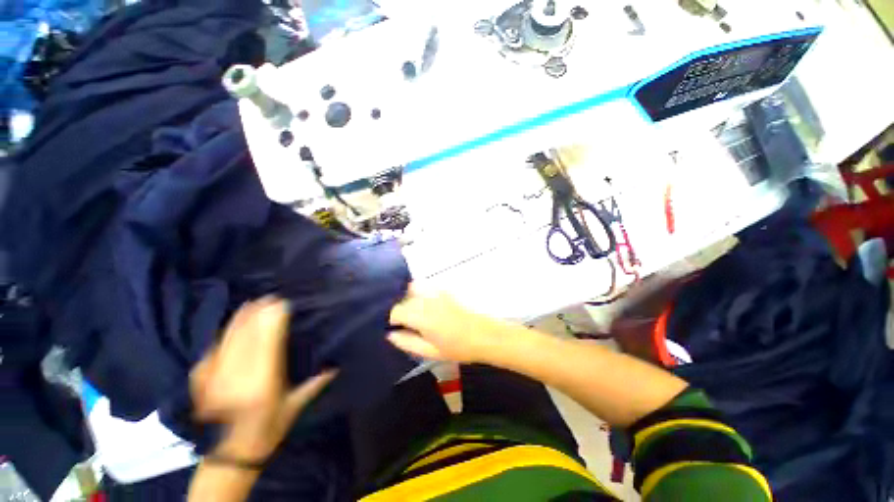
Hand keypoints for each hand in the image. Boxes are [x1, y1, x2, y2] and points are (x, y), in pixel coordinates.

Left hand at [190, 297, 335, 462]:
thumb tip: (336, 365)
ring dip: (243, 318)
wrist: (229, 454)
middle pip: (247, 336)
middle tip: (271, 297)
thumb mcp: (295, 406)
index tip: (283, 303)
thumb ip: (315, 383)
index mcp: (262, 384)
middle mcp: (236, 377)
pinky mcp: (201, 378)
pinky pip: (216, 347)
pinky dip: (228, 331)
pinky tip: (236, 320)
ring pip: (230, 338)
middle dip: (260, 313)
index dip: (274, 320)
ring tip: (255, 302)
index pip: (268, 343)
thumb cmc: (268, 429)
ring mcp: (215, 377)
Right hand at [388, 286, 504, 363]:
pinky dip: (423, 291)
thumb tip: (390, 335)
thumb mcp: (430, 352)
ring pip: (415, 286)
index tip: (396, 327)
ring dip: (411, 296)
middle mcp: (428, 299)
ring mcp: (438, 291)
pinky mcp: (447, 288)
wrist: (486, 335)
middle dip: (402, 308)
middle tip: (407, 322)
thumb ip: (407, 342)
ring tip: (417, 311)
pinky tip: (430, 304)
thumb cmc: (458, 347)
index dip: (392, 319)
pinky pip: (428, 285)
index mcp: (422, 316)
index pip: (396, 310)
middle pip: (404, 297)